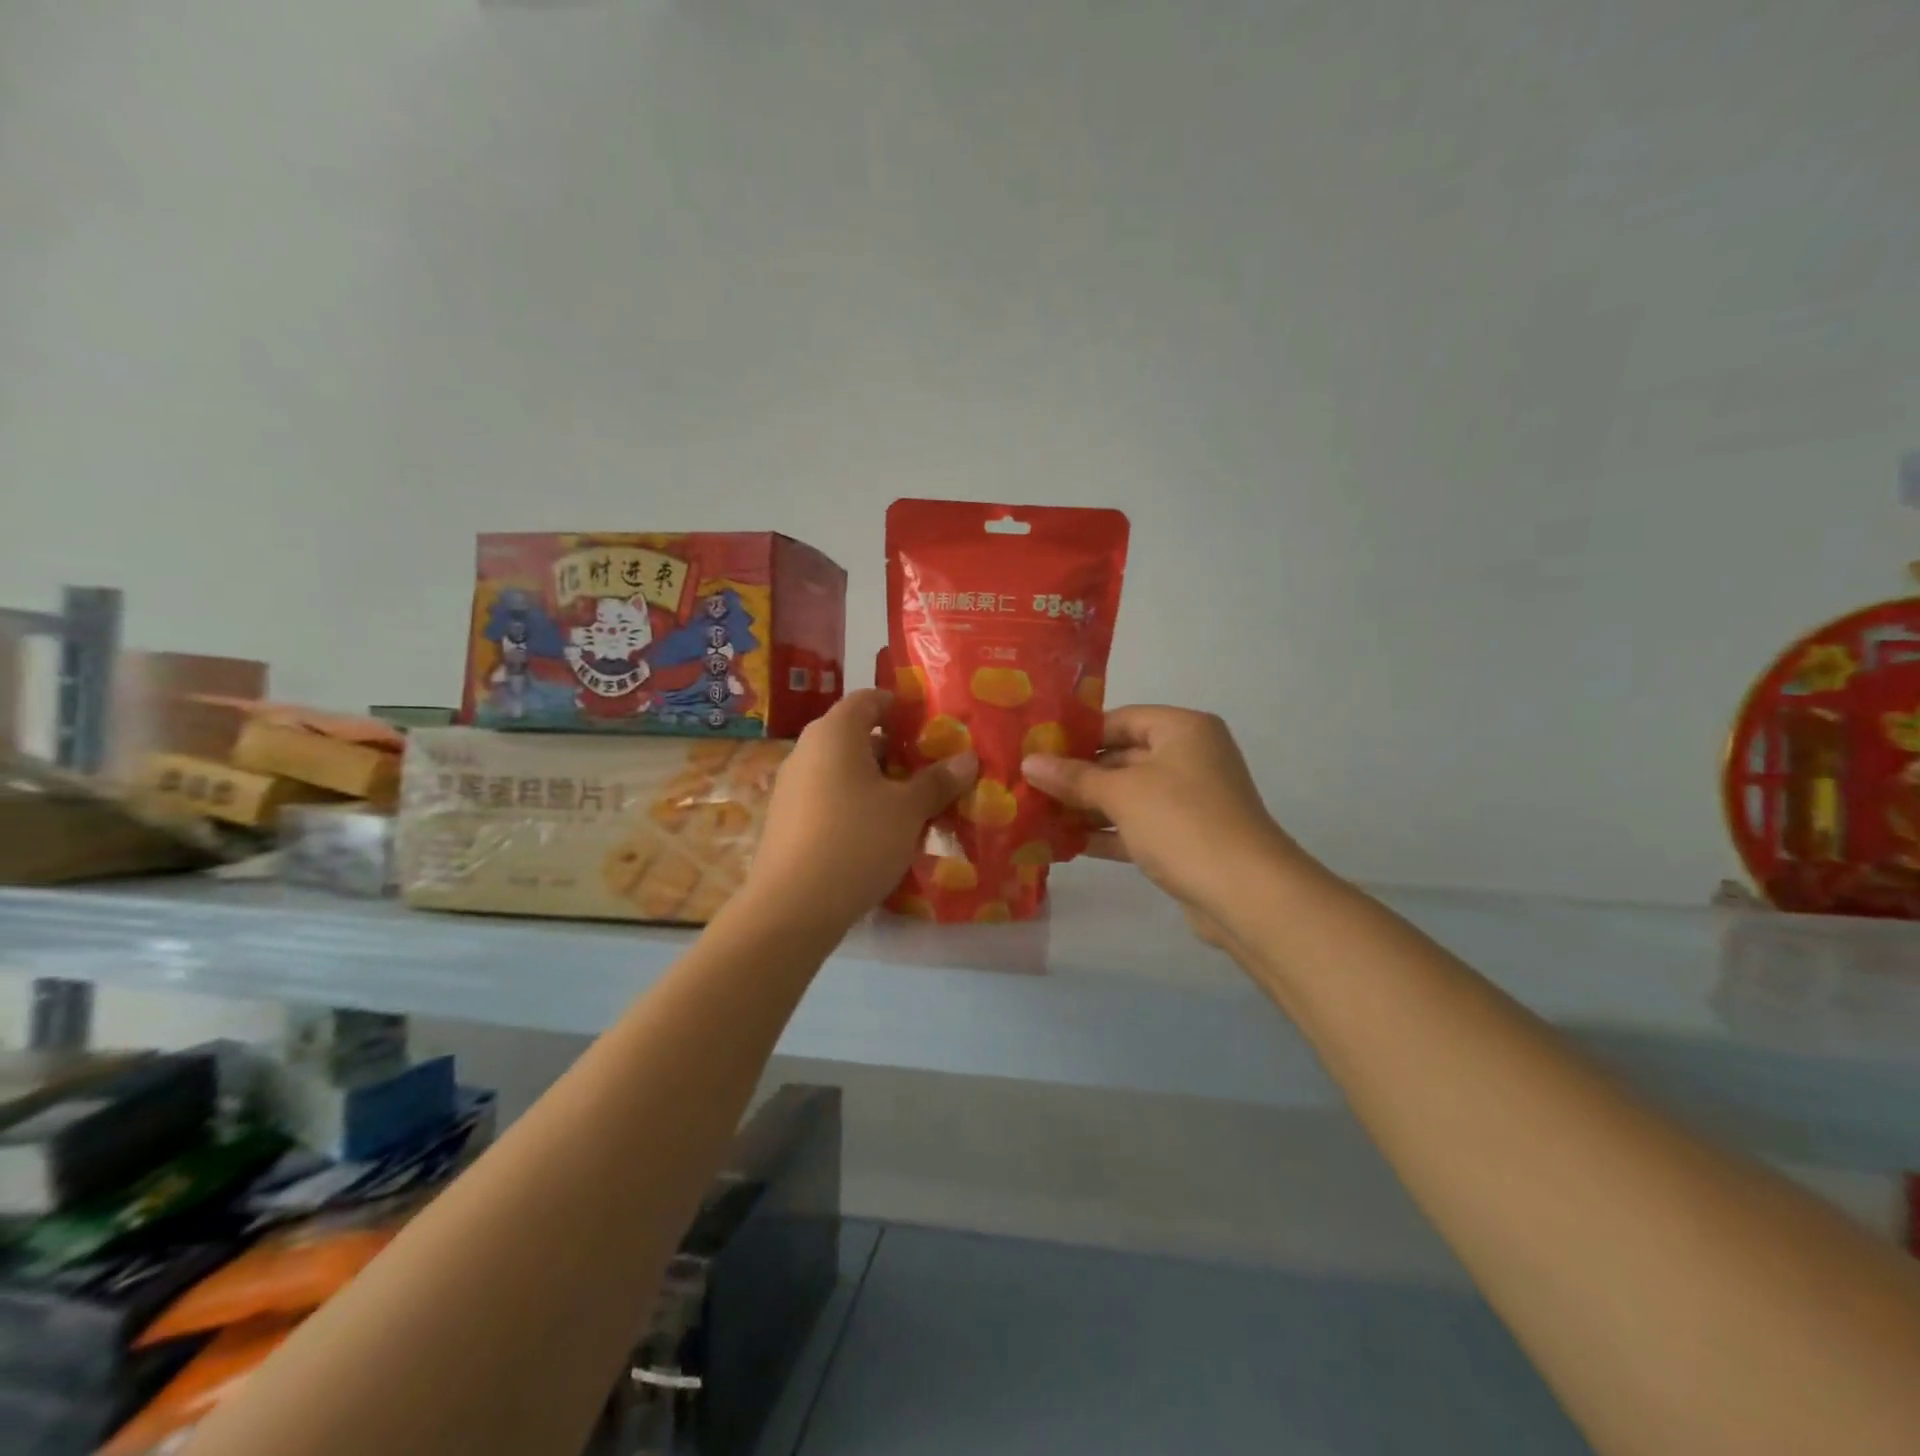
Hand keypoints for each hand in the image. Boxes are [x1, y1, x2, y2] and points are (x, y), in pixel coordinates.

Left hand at [745, 689, 976, 934]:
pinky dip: (856, 805)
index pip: (868, 699)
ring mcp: (792, 787)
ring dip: (877, 781)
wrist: (792, 907)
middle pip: (856, 736)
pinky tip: (881, 834)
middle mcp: (807, 751)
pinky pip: (829, 798)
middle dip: (895, 750)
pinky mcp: (787, 821)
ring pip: (843, 771)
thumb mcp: (908, 810)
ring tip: (914, 804)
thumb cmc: (856, 840)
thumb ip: (938, 781)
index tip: (931, 725)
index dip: (900, 707)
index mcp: (835, 733)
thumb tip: (968, 758)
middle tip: (932, 769)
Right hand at [1023, 707, 1310, 945]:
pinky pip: (1138, 826)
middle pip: (1122, 758)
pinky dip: (1108, 833)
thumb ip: (1074, 777)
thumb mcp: (1121, 794)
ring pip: (1128, 795)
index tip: (1036, 748)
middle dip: (1078, 775)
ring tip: (1038, 814)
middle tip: (1029, 784)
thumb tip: (1029, 762)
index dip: (1077, 734)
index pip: (1120, 719)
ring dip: (1088, 807)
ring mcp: (1189, 800)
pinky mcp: (1185, 838)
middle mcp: (1189, 758)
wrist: (1246, 893)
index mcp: (1182, 730)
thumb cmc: (1181, 822)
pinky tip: (1066, 843)